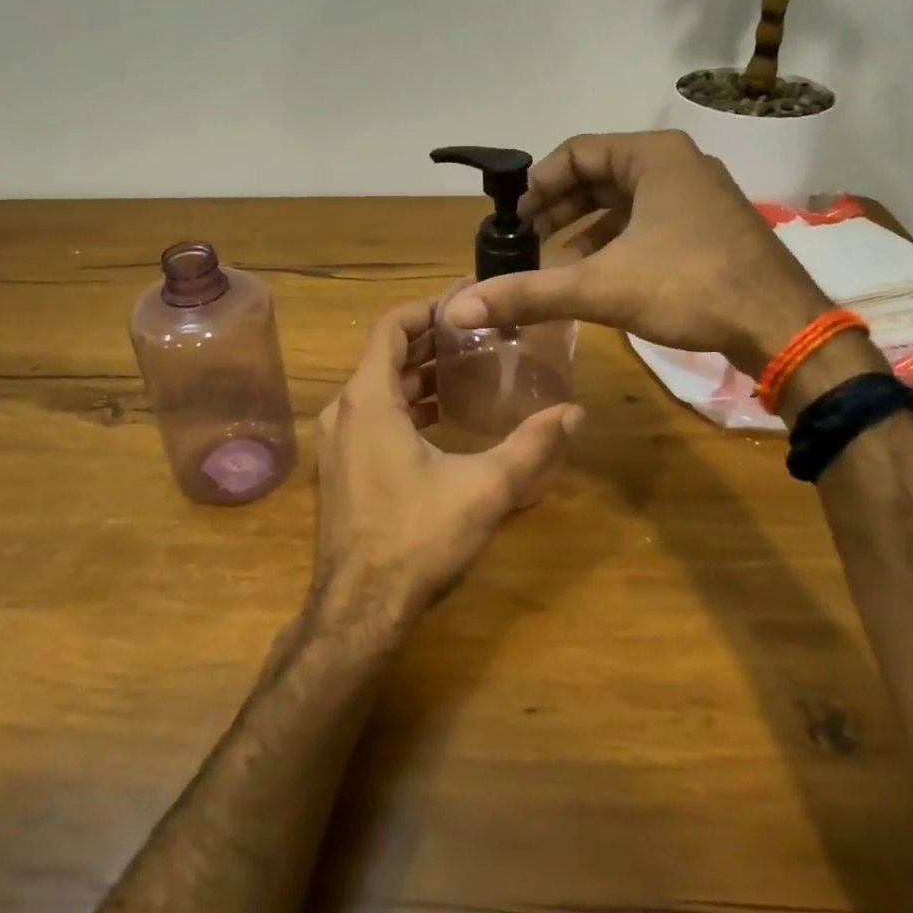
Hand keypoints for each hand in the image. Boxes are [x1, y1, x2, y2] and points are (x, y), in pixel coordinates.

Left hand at [311, 299, 582, 634]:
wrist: (360, 609)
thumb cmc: (418, 538)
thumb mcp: (485, 489)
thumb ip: (532, 446)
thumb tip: (575, 412)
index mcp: (368, 400)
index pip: (391, 327)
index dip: (427, 309)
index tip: (466, 303)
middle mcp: (343, 411)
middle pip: (385, 356)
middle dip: (430, 342)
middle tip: (479, 335)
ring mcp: (336, 442)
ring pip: (377, 389)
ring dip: (419, 376)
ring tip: (468, 371)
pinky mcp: (340, 468)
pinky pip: (372, 417)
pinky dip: (405, 406)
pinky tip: (442, 420)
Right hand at [441, 130, 830, 364]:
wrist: (781, 327)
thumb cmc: (690, 287)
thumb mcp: (601, 287)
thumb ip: (529, 293)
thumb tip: (460, 307)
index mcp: (653, 157)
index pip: (576, 152)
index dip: (538, 184)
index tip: (512, 220)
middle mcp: (678, 165)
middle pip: (599, 176)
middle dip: (558, 209)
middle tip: (526, 242)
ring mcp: (700, 197)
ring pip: (625, 202)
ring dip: (584, 229)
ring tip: (554, 262)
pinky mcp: (710, 228)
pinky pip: (649, 223)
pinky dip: (616, 243)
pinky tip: (598, 276)